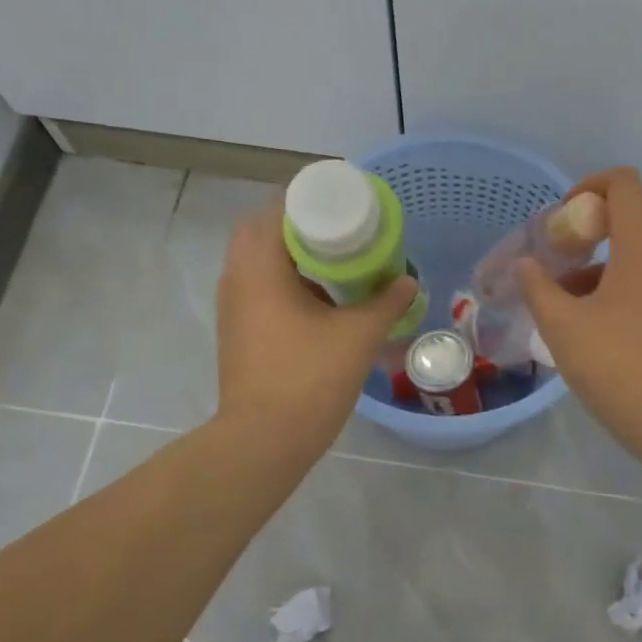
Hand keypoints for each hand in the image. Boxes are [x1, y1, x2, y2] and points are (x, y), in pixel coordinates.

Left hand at [216, 202, 418, 457]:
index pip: (278, 209)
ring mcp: (233, 307)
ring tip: (338, 264)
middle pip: (265, 232)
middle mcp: (237, 278)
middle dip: (303, 229)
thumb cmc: (309, 379)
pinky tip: (323, 302)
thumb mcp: (358, 336)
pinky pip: (261, 290)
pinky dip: (288, 284)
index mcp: (260, 266)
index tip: (346, 207)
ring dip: (294, 257)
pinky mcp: (238, 332)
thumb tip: (408, 282)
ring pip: (260, 263)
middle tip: (343, 235)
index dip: (312, 201)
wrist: (263, 440)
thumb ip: (386, 302)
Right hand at [519, 168, 641, 460]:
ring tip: (569, 298)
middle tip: (558, 260)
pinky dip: (627, 280)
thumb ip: (538, 287)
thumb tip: (527, 265)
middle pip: (633, 214)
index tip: (560, 221)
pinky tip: (600, 321)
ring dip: (605, 259)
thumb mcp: (562, 326)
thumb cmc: (617, 366)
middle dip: (590, 228)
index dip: (587, 189)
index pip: (622, 182)